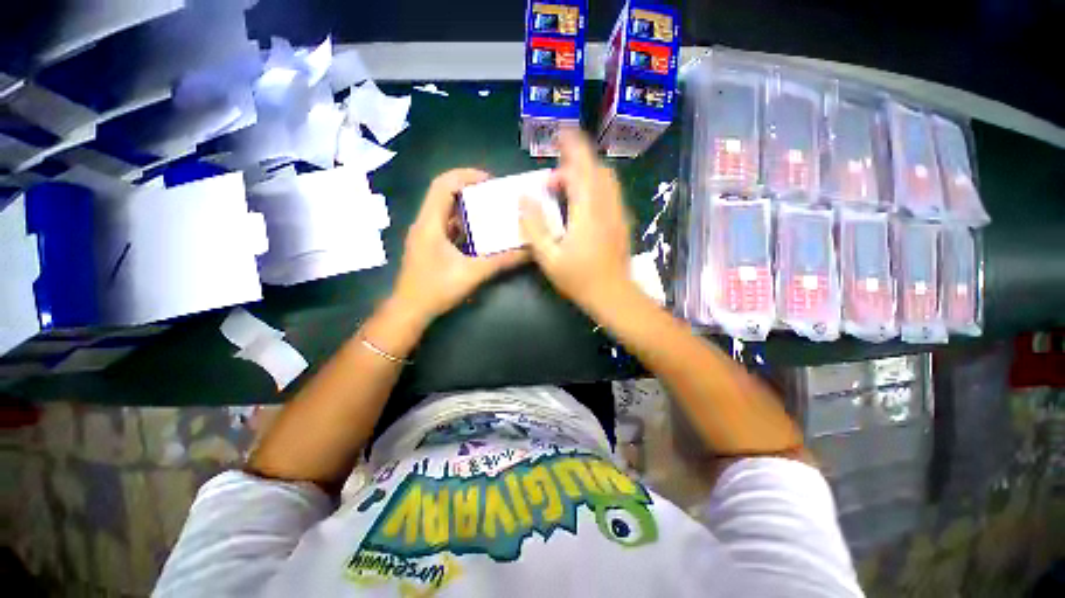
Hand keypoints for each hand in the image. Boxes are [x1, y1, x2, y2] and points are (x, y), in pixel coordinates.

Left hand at [391, 168, 528, 321]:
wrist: (410, 311)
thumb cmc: (436, 289)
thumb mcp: (473, 273)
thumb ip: (501, 261)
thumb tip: (528, 251)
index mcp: (430, 223)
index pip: (443, 185)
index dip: (466, 176)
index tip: (490, 181)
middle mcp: (424, 223)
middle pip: (444, 194)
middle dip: (469, 190)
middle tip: (494, 196)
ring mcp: (424, 234)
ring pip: (445, 210)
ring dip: (466, 207)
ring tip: (490, 211)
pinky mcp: (428, 245)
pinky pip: (445, 225)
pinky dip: (462, 223)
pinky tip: (479, 234)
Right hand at [520, 130, 633, 314]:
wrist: (613, 295)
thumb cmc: (579, 279)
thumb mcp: (548, 256)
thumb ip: (534, 226)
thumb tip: (525, 198)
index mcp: (587, 212)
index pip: (581, 169)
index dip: (572, 147)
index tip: (561, 134)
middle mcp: (607, 206)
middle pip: (597, 170)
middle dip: (575, 165)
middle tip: (552, 181)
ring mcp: (618, 213)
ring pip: (606, 180)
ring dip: (586, 176)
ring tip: (565, 192)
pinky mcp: (622, 221)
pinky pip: (610, 193)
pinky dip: (595, 187)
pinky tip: (582, 206)